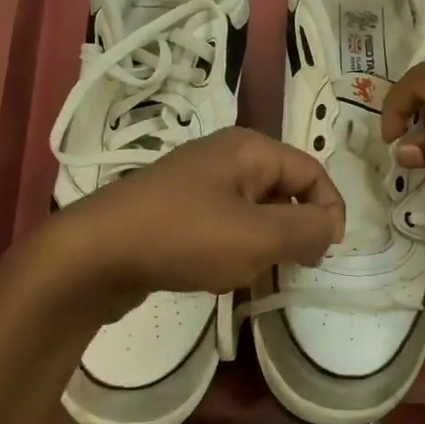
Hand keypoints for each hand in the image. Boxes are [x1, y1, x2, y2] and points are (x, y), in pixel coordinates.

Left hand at [36, 127, 344, 318]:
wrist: (94, 253)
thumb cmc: (185, 237)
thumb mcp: (258, 237)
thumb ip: (307, 230)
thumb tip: (330, 226)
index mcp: (248, 149)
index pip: (311, 171)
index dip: (330, 209)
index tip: (326, 254)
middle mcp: (223, 157)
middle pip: (282, 188)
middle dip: (296, 228)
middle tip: (296, 267)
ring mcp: (194, 183)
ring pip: (252, 210)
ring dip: (264, 242)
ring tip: (256, 273)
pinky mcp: (173, 211)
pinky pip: (221, 224)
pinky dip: (233, 248)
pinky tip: (220, 274)